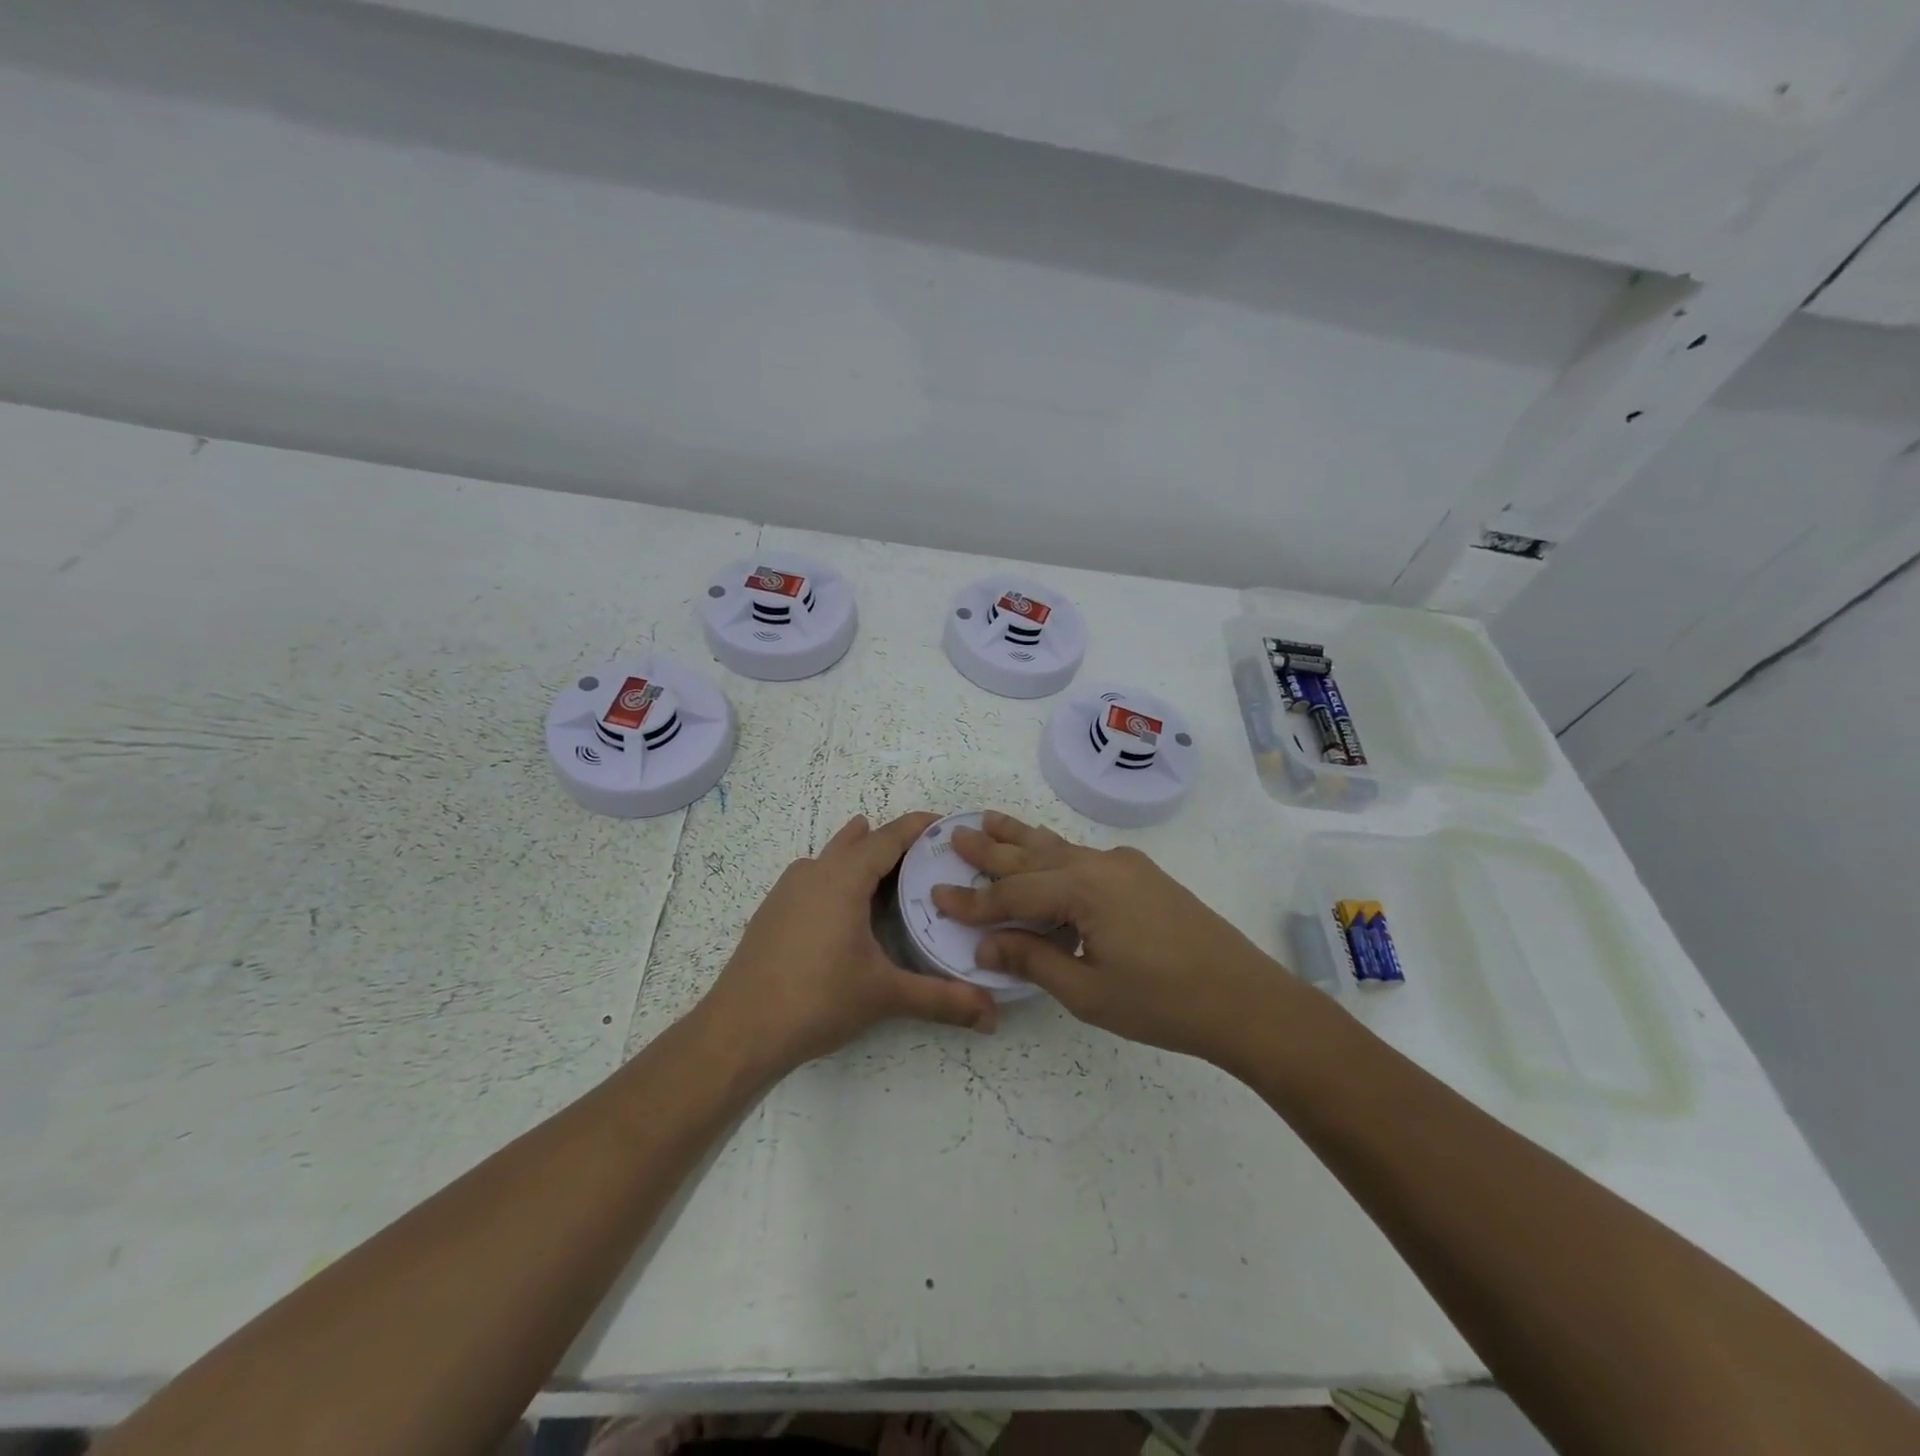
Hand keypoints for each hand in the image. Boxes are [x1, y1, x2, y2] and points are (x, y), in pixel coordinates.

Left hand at [701, 812, 998, 1077]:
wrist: (739, 1030)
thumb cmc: (816, 1000)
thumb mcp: (884, 996)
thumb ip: (941, 1000)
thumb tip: (992, 1016)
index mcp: (843, 878)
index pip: (889, 837)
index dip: (920, 827)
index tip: (948, 825)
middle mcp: (814, 872)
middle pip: (860, 840)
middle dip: (894, 841)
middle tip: (930, 857)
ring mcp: (787, 890)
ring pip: (832, 856)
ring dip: (862, 855)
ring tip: (892, 870)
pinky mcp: (772, 910)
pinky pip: (814, 876)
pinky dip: (838, 876)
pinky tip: (846, 905)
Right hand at [930, 812, 1300, 1063]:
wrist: (1244, 999)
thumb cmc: (1162, 1002)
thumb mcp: (1088, 990)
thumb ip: (1033, 960)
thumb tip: (985, 945)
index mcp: (1084, 888)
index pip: (1013, 893)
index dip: (973, 902)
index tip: (935, 897)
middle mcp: (1101, 864)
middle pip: (1033, 855)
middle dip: (991, 850)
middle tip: (955, 834)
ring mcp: (1126, 866)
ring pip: (1059, 848)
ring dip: (1022, 839)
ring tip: (990, 820)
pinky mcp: (1143, 876)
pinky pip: (1084, 858)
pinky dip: (1053, 856)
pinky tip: (1045, 855)